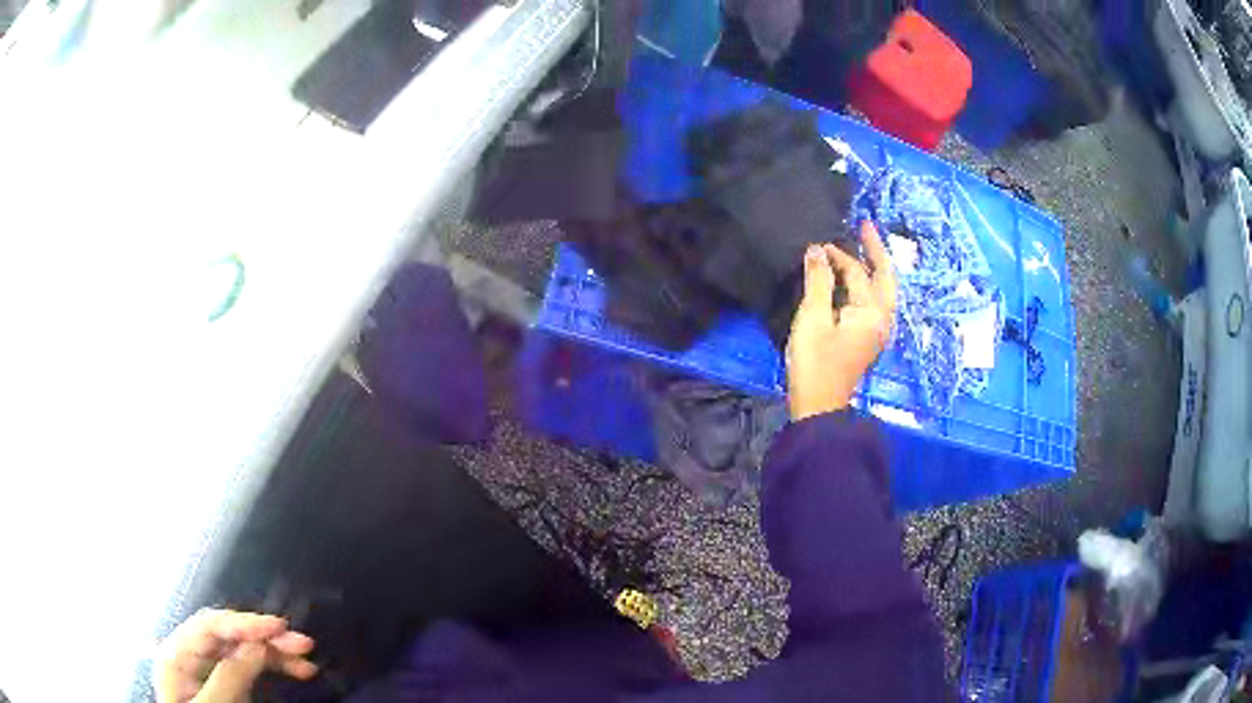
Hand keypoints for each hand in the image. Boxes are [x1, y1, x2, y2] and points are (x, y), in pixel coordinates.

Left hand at [154, 609, 317, 702]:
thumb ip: (227, 678)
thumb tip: (254, 646)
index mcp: (177, 654)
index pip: (210, 626)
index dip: (244, 623)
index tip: (279, 627)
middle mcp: (190, 654)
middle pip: (228, 635)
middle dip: (265, 637)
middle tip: (302, 645)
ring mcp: (207, 668)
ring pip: (241, 648)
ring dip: (273, 652)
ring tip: (305, 660)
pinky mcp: (222, 682)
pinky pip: (246, 665)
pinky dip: (270, 666)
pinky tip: (290, 669)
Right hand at [786, 221, 897, 420]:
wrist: (819, 406)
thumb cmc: (814, 362)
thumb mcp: (812, 318)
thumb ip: (818, 281)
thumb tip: (817, 250)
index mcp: (871, 312)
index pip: (857, 272)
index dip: (837, 256)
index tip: (816, 246)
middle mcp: (882, 318)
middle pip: (886, 276)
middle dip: (876, 250)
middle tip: (865, 225)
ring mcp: (879, 330)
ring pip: (885, 289)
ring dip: (876, 266)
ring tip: (865, 246)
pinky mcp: (870, 339)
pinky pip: (877, 301)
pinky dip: (871, 283)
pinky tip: (858, 279)